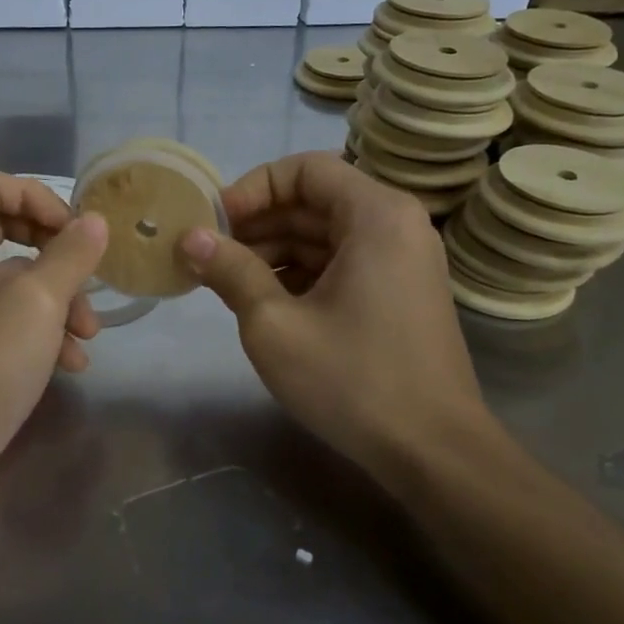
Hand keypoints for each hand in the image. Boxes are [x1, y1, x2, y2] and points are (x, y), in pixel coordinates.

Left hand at [0, 172, 107, 527]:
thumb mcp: (36, 304)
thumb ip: (70, 255)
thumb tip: (95, 222)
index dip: (37, 197)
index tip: (76, 230)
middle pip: (5, 231)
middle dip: (55, 252)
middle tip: (89, 269)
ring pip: (14, 282)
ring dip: (58, 300)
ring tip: (89, 333)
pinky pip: (9, 321)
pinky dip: (42, 332)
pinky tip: (73, 363)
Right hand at [180, 152, 492, 488]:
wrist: (434, 453)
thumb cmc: (352, 379)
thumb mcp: (274, 324)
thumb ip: (230, 271)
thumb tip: (189, 238)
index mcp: (376, 215)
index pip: (304, 169)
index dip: (252, 188)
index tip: (214, 223)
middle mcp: (396, 225)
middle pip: (314, 201)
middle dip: (257, 224)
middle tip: (208, 254)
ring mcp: (401, 261)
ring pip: (325, 234)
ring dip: (274, 250)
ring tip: (225, 281)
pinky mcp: (398, 293)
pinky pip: (341, 263)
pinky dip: (300, 273)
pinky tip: (262, 301)